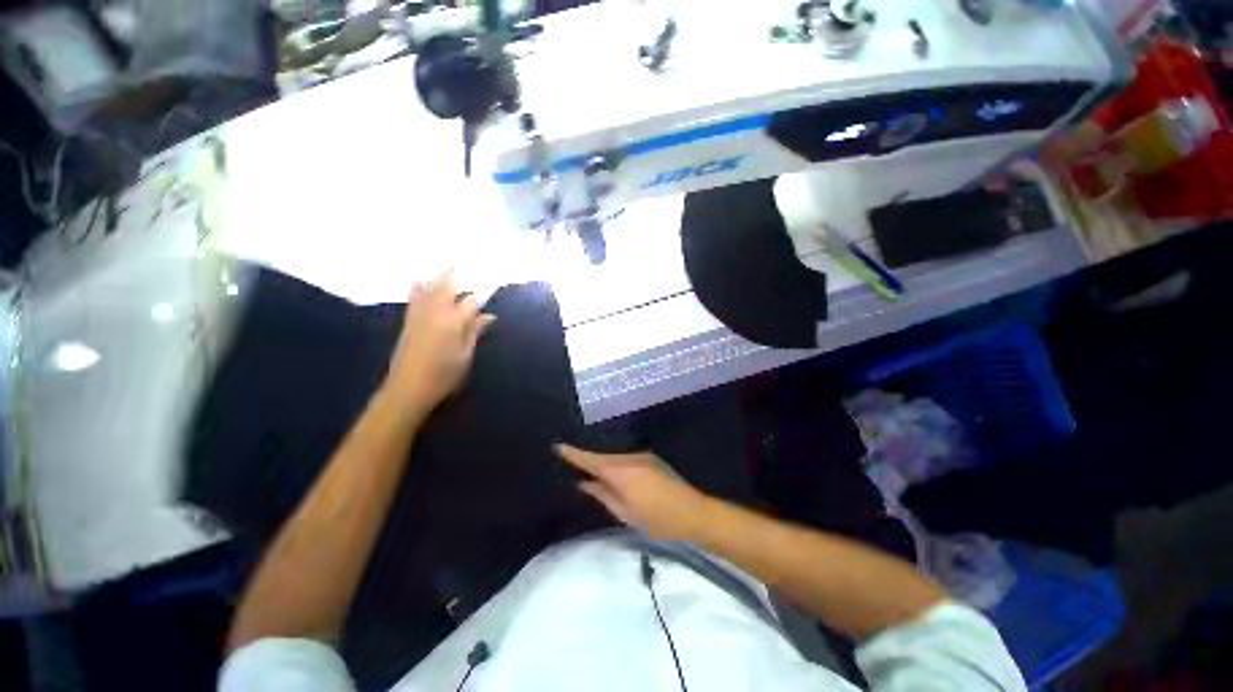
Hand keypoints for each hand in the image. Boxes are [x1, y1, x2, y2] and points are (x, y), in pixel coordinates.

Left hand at [385, 275, 495, 411]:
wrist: (407, 389)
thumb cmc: (444, 375)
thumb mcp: (466, 355)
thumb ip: (475, 332)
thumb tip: (489, 316)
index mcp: (454, 322)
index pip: (471, 301)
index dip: (482, 292)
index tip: (491, 283)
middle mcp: (436, 312)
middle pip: (447, 287)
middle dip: (457, 274)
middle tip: (464, 263)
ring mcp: (419, 315)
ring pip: (429, 289)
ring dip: (438, 276)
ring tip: (445, 264)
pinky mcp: (408, 321)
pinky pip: (413, 298)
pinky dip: (417, 287)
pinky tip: (418, 280)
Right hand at [555, 445, 711, 541]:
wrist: (694, 512)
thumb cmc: (658, 519)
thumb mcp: (626, 513)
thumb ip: (603, 495)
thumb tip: (584, 483)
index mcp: (622, 472)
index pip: (591, 460)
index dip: (574, 454)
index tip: (558, 446)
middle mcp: (630, 457)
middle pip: (602, 455)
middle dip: (587, 457)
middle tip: (569, 459)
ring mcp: (642, 455)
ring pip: (614, 455)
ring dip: (602, 460)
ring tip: (587, 467)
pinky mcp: (650, 457)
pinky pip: (625, 457)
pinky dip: (615, 462)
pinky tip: (611, 470)